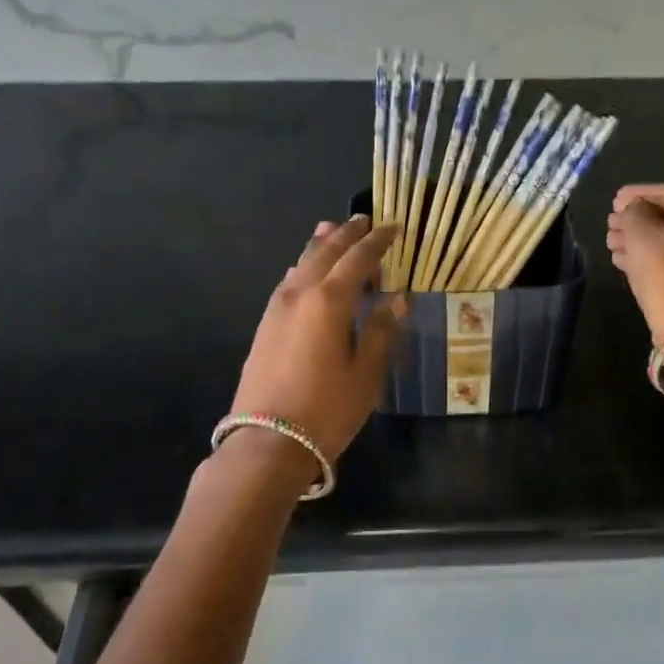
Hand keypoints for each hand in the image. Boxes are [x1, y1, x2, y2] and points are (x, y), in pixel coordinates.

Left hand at [230, 216, 404, 464]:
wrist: (268, 442)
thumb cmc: (328, 409)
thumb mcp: (367, 374)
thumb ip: (382, 331)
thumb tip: (397, 299)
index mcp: (329, 300)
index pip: (358, 259)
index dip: (378, 242)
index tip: (394, 227)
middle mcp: (300, 294)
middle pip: (325, 253)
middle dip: (346, 235)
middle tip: (364, 221)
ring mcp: (277, 309)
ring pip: (301, 264)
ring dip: (320, 246)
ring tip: (332, 230)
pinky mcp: (265, 326)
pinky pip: (288, 283)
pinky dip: (303, 268)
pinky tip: (306, 272)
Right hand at [606, 185, 663, 339]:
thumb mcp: (641, 236)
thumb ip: (633, 213)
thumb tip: (633, 209)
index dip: (636, 196)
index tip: (614, 200)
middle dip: (638, 221)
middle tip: (611, 223)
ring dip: (642, 240)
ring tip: (612, 242)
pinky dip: (655, 256)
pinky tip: (624, 258)